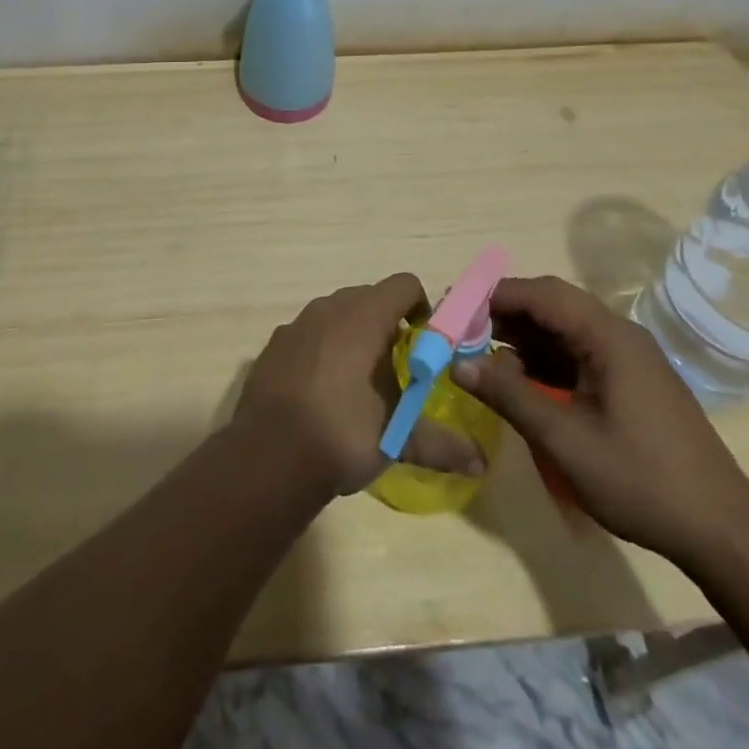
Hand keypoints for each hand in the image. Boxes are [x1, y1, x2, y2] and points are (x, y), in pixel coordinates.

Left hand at [233, 273, 487, 495]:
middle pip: (369, 297)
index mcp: (364, 315)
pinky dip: (322, 349)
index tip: (425, 342)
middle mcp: (330, 307)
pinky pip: (309, 333)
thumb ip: (439, 443)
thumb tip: (480, 463)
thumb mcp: (397, 438)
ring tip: (360, 381)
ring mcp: (297, 323)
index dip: (422, 308)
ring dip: (354, 335)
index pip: (404, 285)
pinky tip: (322, 390)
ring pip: (337, 314)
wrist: (268, 455)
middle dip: (388, 323)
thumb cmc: (342, 433)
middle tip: (397, 366)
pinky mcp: (275, 343)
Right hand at [451, 276, 748, 566]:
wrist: (721, 530)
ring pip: (563, 329)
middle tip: (461, 332)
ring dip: (522, 338)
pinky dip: (544, 360)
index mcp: (608, 335)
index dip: (494, 296)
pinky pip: (577, 353)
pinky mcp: (629, 381)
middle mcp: (618, 334)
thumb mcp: (565, 439)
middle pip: (551, 305)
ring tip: (480, 356)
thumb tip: (458, 363)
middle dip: (504, 314)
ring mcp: (626, 358)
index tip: (454, 310)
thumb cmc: (640, 479)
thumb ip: (510, 395)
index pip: (541, 293)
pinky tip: (519, 381)